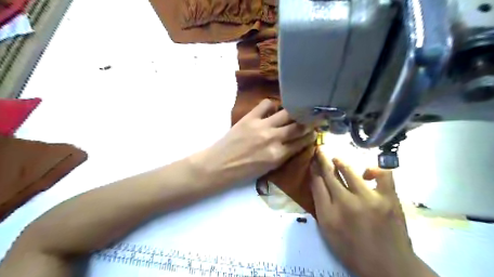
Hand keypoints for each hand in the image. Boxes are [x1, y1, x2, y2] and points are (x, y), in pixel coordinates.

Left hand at [197, 98, 315, 185]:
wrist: (220, 165)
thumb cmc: (244, 171)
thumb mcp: (268, 168)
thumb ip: (283, 155)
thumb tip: (295, 142)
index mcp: (279, 155)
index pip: (302, 142)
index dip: (311, 135)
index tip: (316, 131)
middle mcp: (274, 139)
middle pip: (298, 126)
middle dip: (310, 121)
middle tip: (315, 116)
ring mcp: (262, 126)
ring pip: (286, 113)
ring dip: (295, 111)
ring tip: (297, 109)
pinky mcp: (250, 118)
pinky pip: (266, 104)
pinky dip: (272, 105)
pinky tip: (272, 109)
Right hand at [309, 151, 437, 276]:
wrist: (388, 266)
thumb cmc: (352, 250)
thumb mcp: (328, 231)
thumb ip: (320, 206)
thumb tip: (317, 183)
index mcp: (328, 214)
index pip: (316, 183)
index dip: (313, 169)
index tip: (312, 161)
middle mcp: (345, 203)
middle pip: (329, 174)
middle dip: (323, 160)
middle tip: (320, 150)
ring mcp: (368, 199)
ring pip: (349, 171)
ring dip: (340, 162)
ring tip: (336, 159)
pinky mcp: (388, 198)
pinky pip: (382, 174)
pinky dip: (373, 169)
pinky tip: (367, 172)